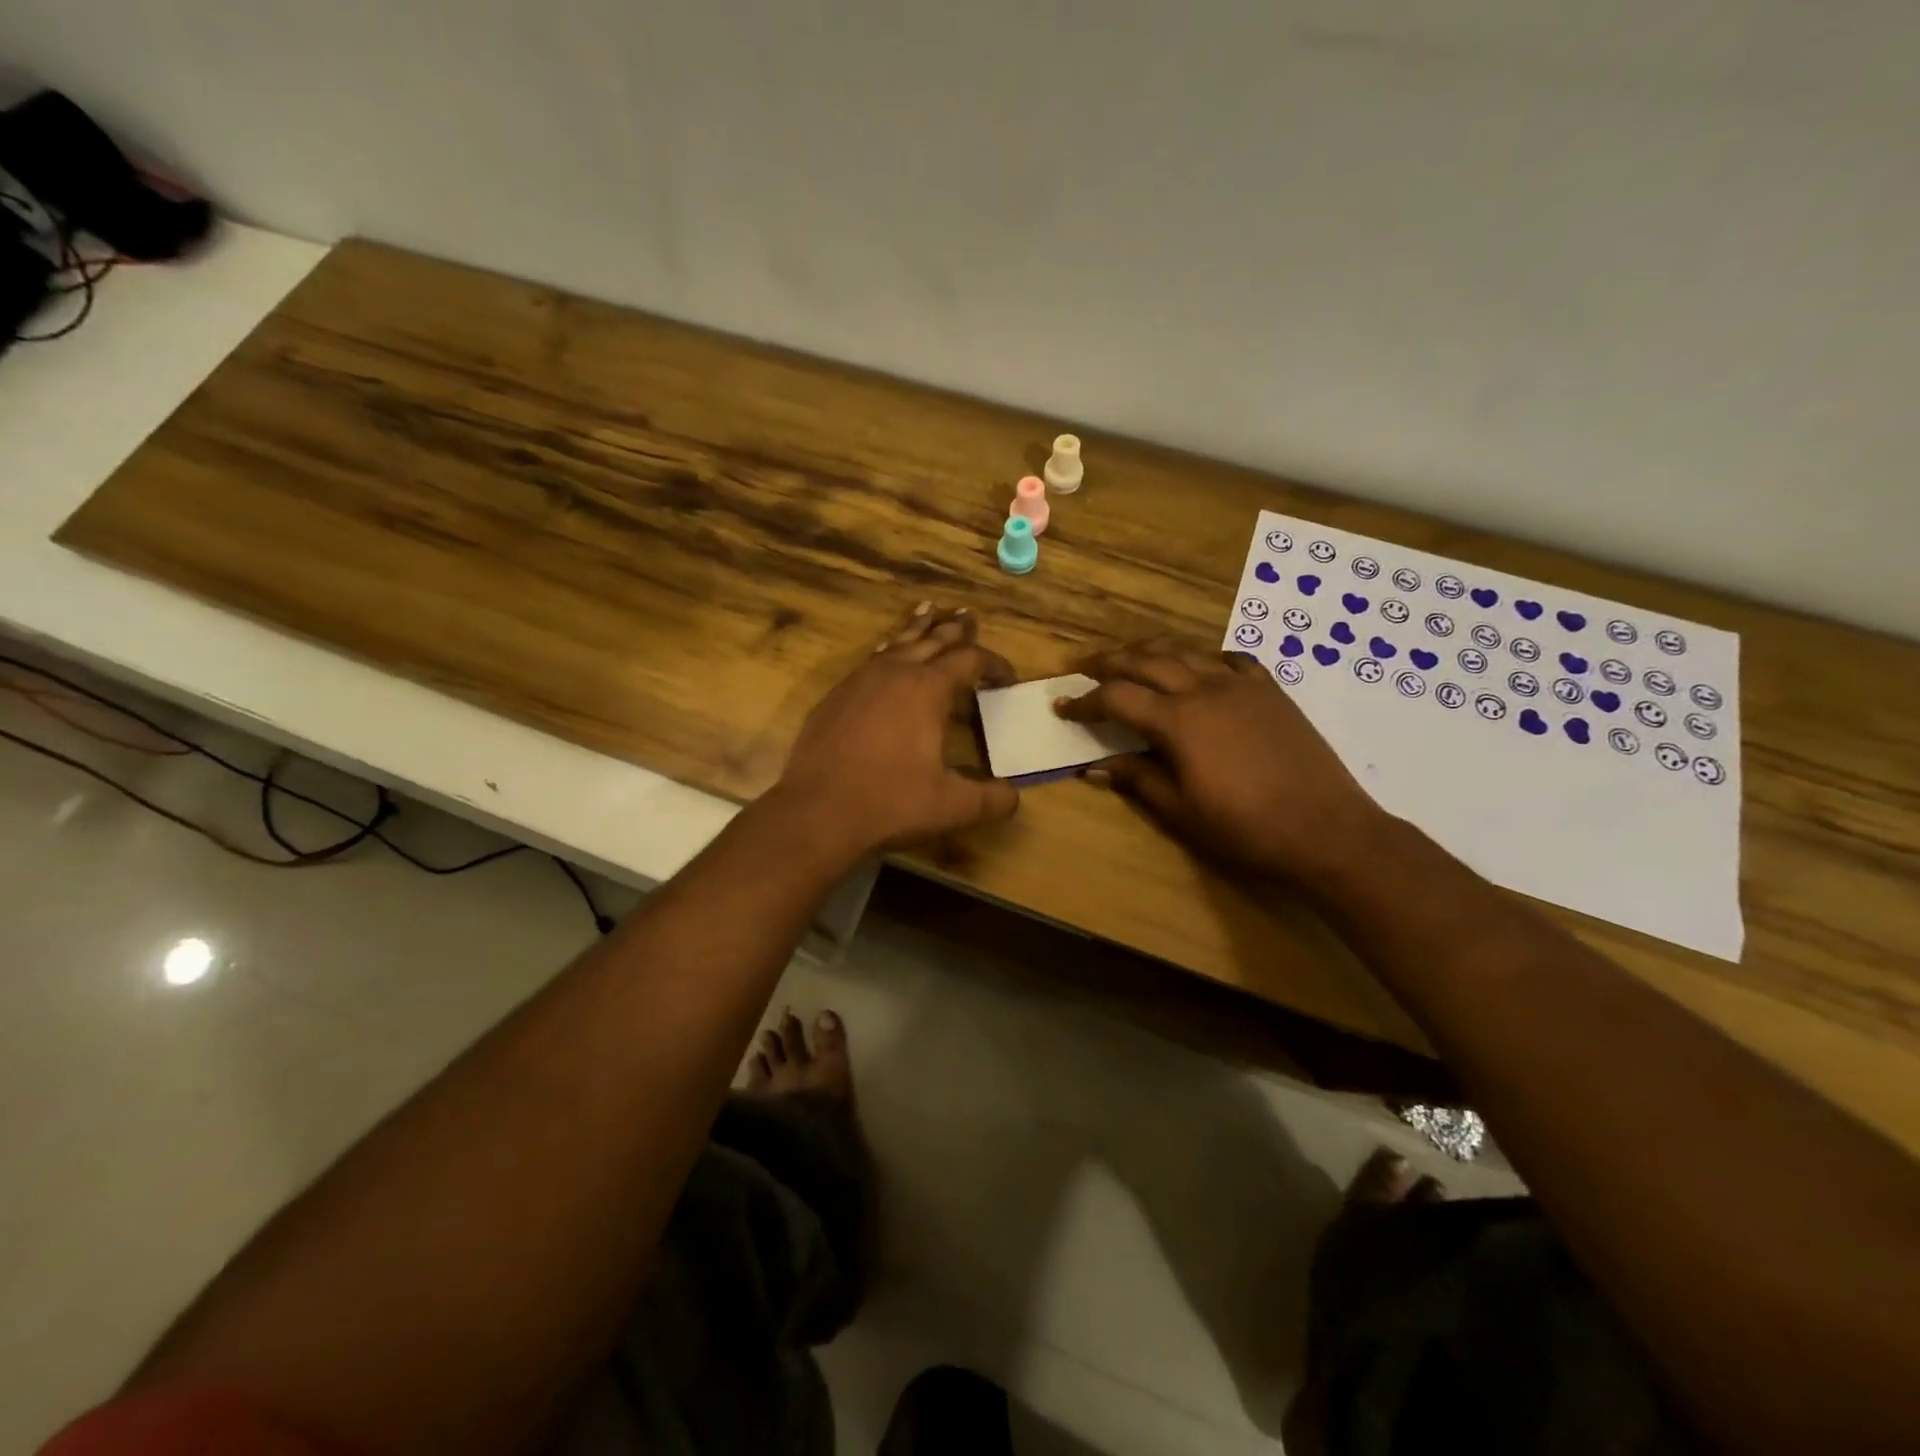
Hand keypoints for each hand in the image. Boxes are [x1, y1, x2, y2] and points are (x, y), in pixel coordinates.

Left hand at [771, 604, 1019, 857]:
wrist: (817, 810)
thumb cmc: (889, 802)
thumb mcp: (951, 806)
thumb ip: (990, 799)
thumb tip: (1014, 796)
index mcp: (928, 688)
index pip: (969, 660)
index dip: (993, 664)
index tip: (1007, 678)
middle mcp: (895, 672)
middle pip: (932, 639)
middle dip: (955, 629)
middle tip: (968, 616)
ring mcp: (860, 680)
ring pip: (897, 642)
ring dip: (918, 628)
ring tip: (928, 610)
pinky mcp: (836, 695)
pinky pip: (871, 659)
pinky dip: (888, 649)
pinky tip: (886, 652)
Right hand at [1056, 639, 1389, 883]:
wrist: (1326, 829)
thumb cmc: (1245, 827)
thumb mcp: (1181, 811)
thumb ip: (1137, 780)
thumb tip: (1095, 766)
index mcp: (1177, 720)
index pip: (1116, 697)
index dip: (1084, 701)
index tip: (1062, 707)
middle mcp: (1203, 689)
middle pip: (1145, 660)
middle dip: (1108, 661)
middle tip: (1083, 666)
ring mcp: (1241, 685)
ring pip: (1185, 652)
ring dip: (1150, 652)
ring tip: (1130, 658)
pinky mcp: (1270, 690)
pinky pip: (1230, 660)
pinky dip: (1204, 659)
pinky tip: (1200, 669)